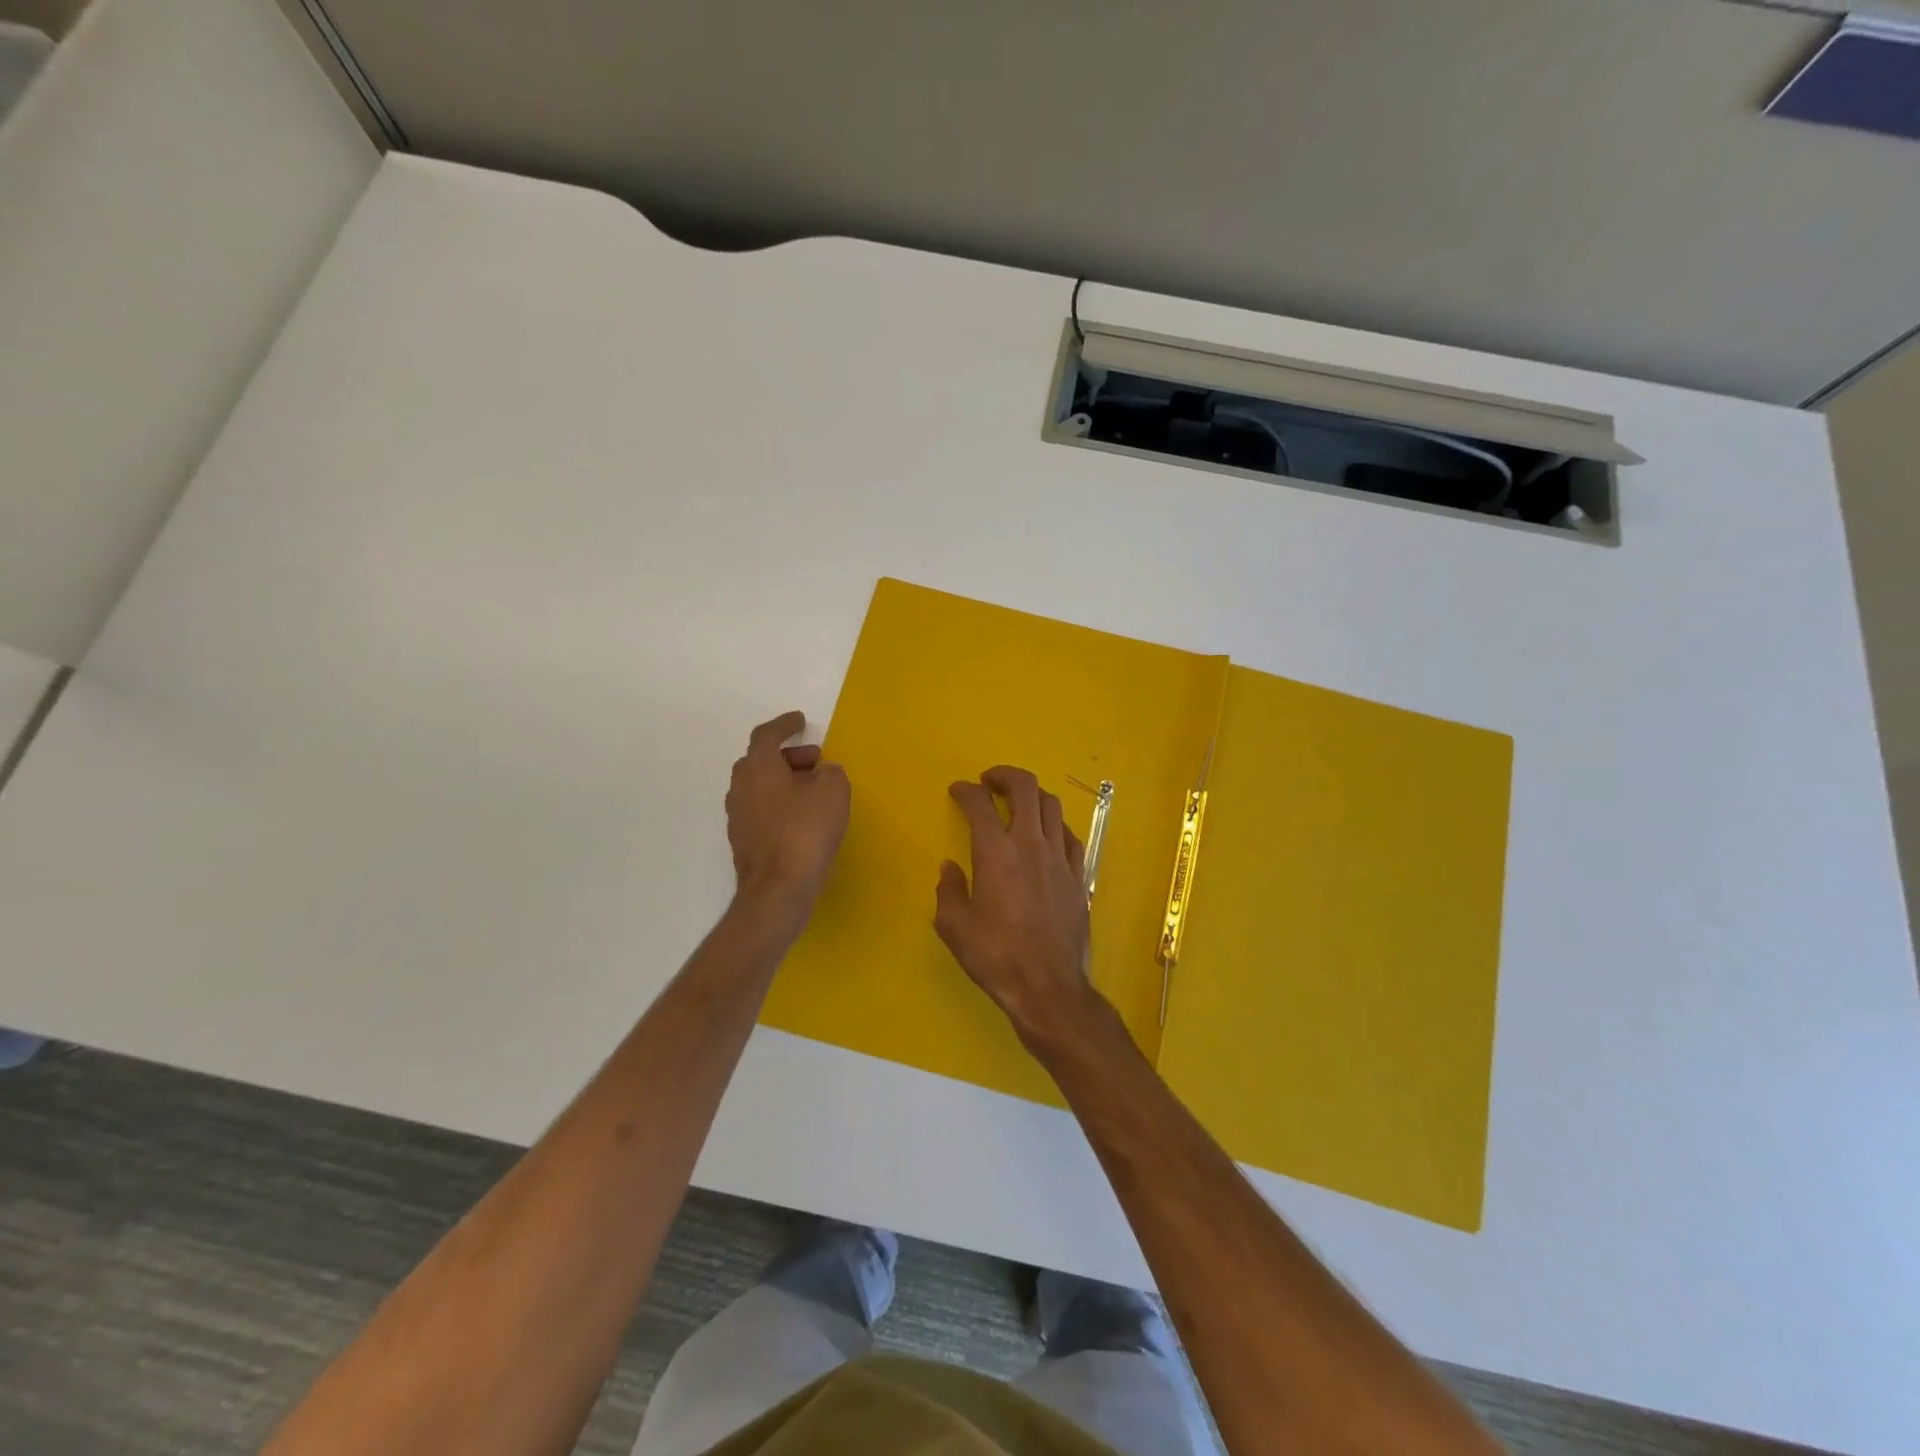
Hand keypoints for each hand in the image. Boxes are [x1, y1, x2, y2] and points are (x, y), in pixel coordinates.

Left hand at [726, 711, 849, 913]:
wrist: (778, 888)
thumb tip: (823, 774)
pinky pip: (761, 810)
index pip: (766, 735)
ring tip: (812, 791)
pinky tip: (802, 819)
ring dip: (783, 782)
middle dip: (787, 756)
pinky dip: (779, 805)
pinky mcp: (743, 842)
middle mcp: (741, 788)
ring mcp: (738, 817)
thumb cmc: (805, 831)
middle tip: (814, 761)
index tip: (800, 721)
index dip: (784, 725)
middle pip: (760, 761)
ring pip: (759, 787)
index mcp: (758, 768)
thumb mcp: (833, 791)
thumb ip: (830, 773)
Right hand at [934, 765, 1099, 1047]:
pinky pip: (1069, 835)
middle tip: (990, 781)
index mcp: (995, 853)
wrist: (1048, 987)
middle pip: (1025, 788)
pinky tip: (1046, 835)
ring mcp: (1059, 858)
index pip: (979, 804)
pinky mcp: (1079, 875)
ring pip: (1051, 806)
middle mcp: (1030, 845)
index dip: (966, 791)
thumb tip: (950, 868)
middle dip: (1004, 775)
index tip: (958, 790)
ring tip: (1018, 803)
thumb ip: (949, 890)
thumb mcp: (955, 927)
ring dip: (1032, 795)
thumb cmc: (996, 957)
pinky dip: (1054, 825)